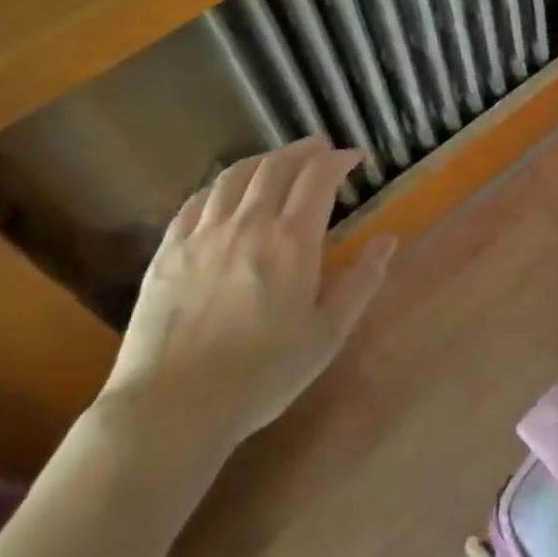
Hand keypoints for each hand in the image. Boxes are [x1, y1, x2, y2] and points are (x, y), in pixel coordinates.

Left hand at [94, 136, 394, 475]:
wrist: (173, 406)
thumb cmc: (261, 376)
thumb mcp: (326, 335)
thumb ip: (360, 282)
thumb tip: (388, 239)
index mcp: (291, 241)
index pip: (318, 177)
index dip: (339, 159)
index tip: (354, 158)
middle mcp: (248, 223)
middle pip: (277, 165)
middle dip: (304, 150)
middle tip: (320, 150)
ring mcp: (204, 233)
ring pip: (235, 174)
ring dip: (263, 159)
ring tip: (277, 162)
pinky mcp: (169, 249)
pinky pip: (197, 199)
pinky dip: (221, 184)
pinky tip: (226, 192)